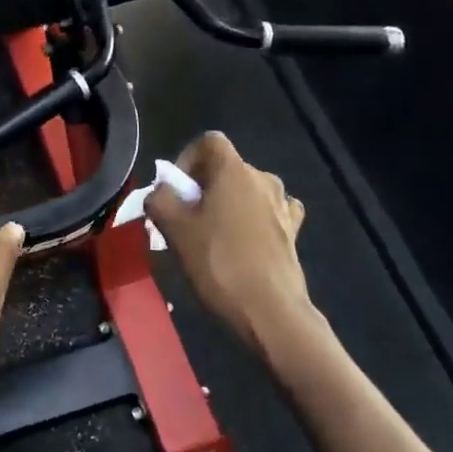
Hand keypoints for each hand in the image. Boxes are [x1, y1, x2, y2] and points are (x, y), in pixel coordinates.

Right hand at [146, 132, 317, 355]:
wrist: (270, 309)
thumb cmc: (219, 263)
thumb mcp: (174, 230)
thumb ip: (159, 200)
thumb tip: (160, 193)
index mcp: (234, 170)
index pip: (208, 142)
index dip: (186, 158)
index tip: (175, 190)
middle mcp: (263, 178)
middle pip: (225, 168)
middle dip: (202, 188)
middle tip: (184, 220)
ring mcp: (283, 204)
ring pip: (245, 192)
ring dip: (226, 205)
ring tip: (211, 237)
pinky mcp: (292, 229)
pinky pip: (266, 212)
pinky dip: (251, 220)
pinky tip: (243, 243)